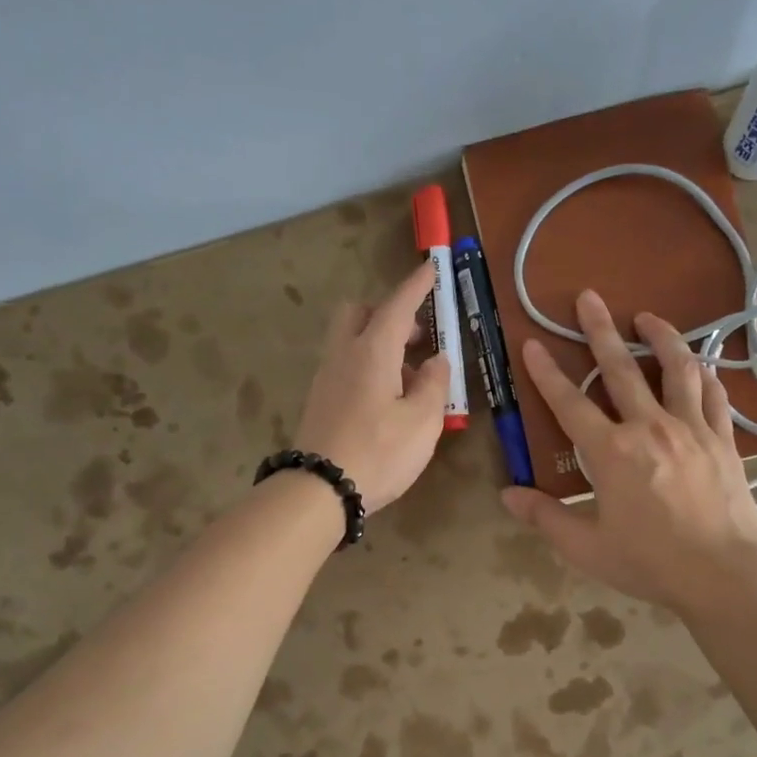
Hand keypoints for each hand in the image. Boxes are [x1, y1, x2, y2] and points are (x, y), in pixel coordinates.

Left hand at [294, 262, 451, 512]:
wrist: (320, 489)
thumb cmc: (379, 452)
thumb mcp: (422, 421)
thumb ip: (434, 385)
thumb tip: (436, 361)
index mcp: (372, 351)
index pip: (397, 305)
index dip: (416, 285)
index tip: (430, 266)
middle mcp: (344, 355)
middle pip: (360, 313)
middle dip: (389, 313)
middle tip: (418, 337)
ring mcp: (327, 378)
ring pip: (352, 341)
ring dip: (380, 344)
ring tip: (412, 378)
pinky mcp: (320, 401)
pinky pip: (347, 366)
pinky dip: (369, 367)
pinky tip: (389, 400)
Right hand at [500, 289, 756, 613]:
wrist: (724, 574)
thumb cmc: (650, 563)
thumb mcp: (586, 547)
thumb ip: (545, 517)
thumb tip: (508, 495)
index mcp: (611, 452)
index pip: (569, 403)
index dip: (546, 373)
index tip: (532, 343)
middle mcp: (650, 427)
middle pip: (621, 369)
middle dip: (600, 330)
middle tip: (589, 297)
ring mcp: (692, 429)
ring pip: (676, 369)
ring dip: (661, 337)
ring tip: (648, 317)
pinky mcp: (723, 440)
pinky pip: (714, 396)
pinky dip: (705, 375)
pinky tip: (700, 365)